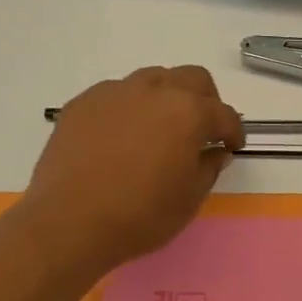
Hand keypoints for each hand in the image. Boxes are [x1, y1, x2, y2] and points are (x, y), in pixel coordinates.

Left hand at [20, 66, 243, 273]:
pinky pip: (116, 94)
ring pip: (152, 79)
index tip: (231, 146)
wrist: (68, 222)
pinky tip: (120, 137)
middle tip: (201, 129)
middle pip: (192, 78)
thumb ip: (208, 168)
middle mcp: (154, 90)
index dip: (233, 131)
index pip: (223, 114)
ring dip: (166, 97)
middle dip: (205, 100)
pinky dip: (129, 107)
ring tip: (159, 128)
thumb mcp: (189, 199)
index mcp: (188, 111)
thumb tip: (214, 151)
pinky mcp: (83, 102)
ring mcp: (115, 92)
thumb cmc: (139, 215)